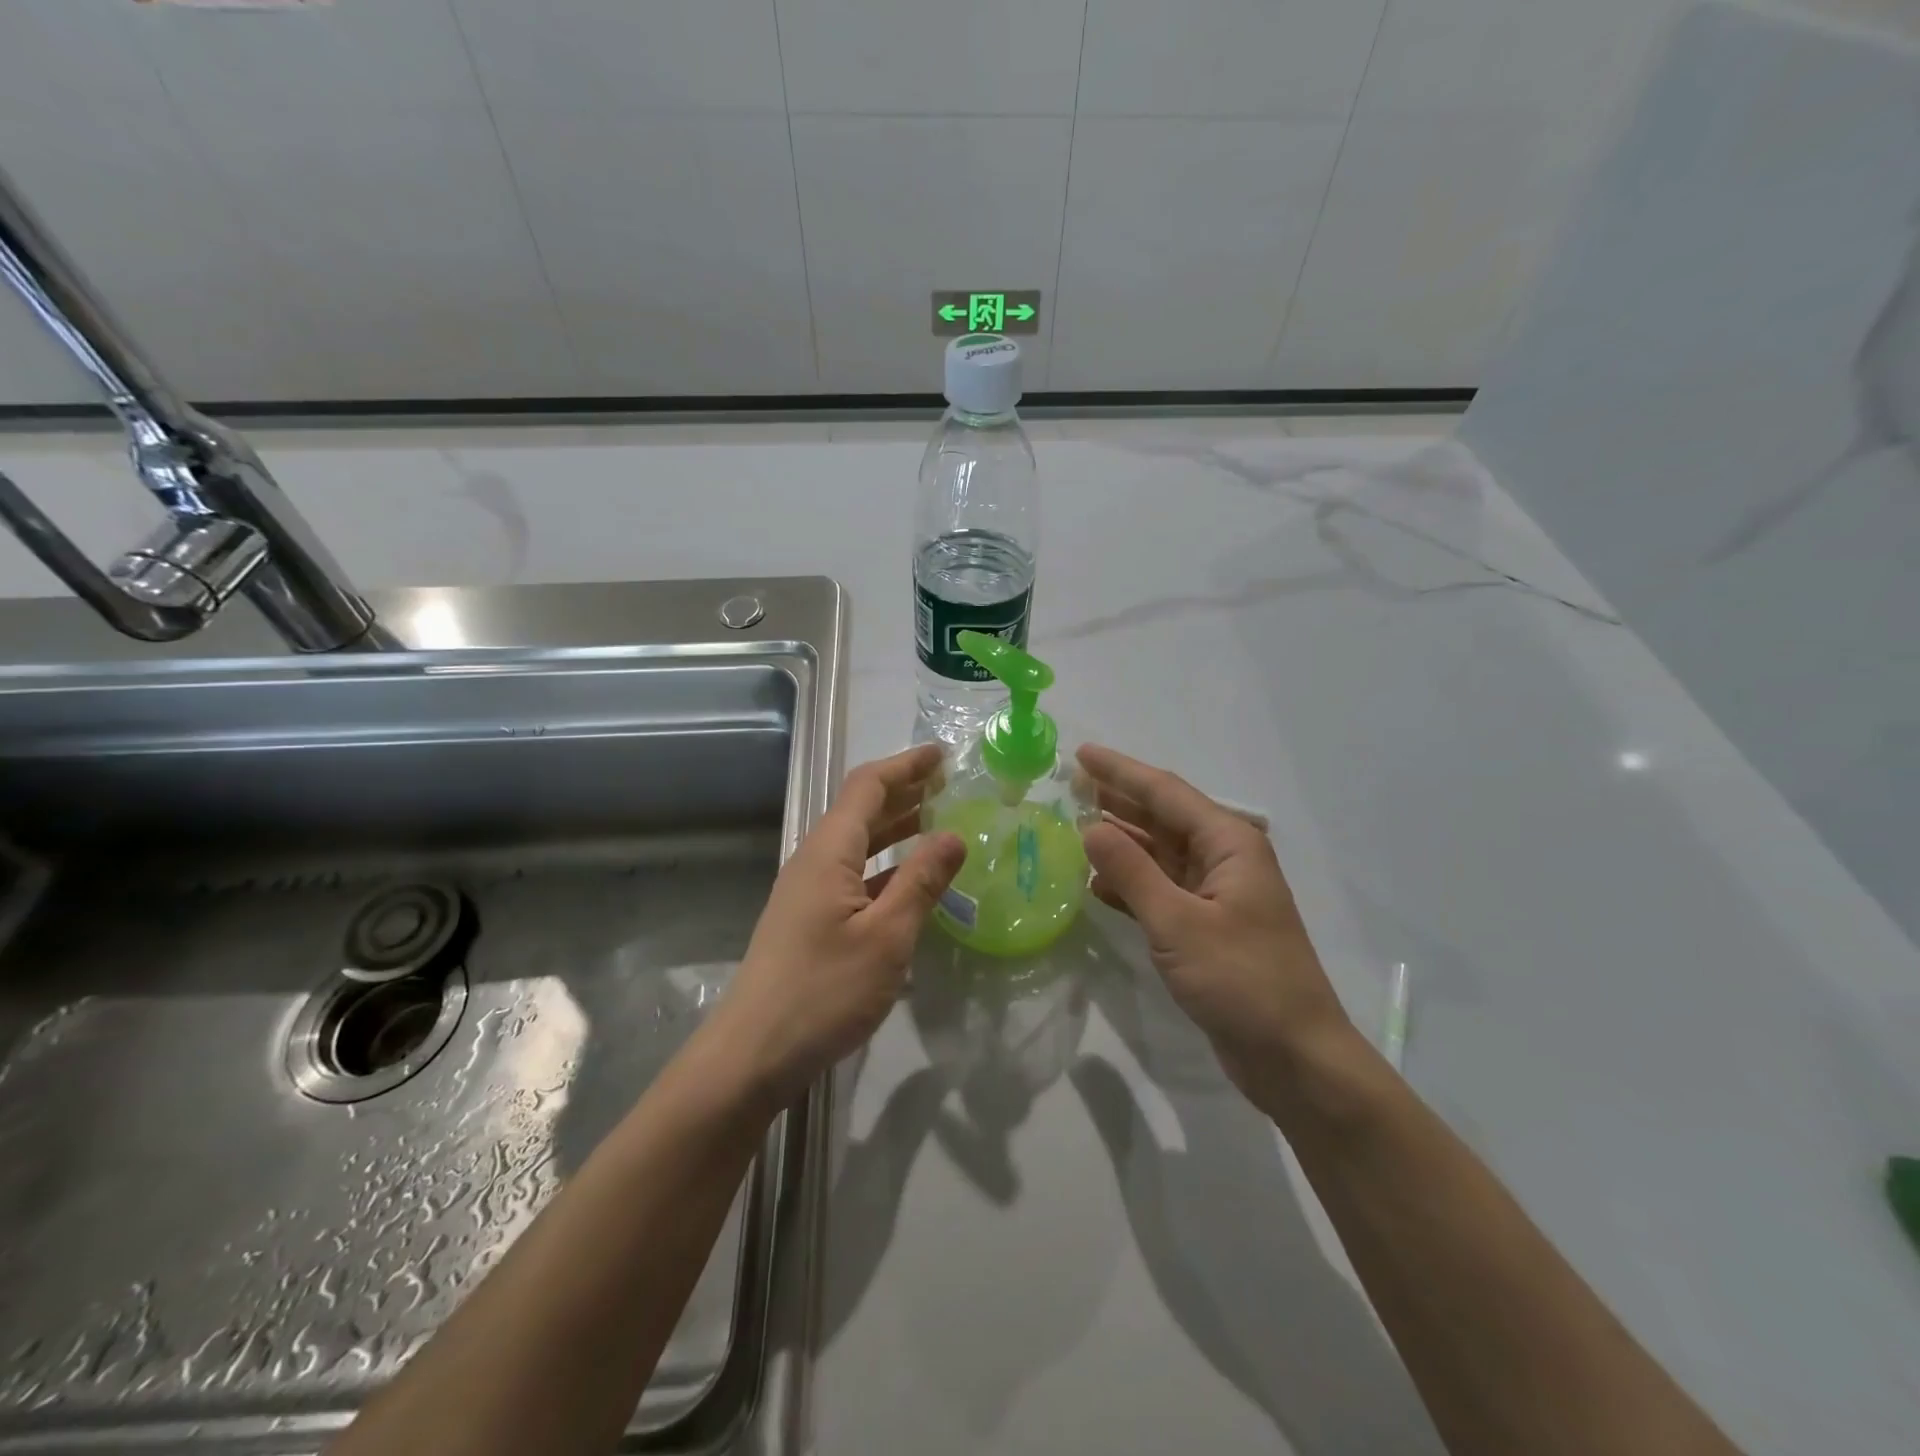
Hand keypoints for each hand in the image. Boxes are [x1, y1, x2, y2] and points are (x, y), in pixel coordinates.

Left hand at [709, 745, 964, 1107]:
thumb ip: (921, 881)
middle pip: (860, 810)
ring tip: (937, 822)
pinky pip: (853, 876)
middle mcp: (814, 861)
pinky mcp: (810, 921)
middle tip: (948, 784)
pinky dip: (885, 867)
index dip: (905, 766)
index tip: (943, 755)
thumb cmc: (823, 991)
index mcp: (828, 852)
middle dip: (903, 791)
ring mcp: (808, 892)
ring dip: (895, 828)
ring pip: (857, 845)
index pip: (867, 787)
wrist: (753, 1054)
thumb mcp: (886, 936)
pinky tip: (911, 883)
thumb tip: (954, 835)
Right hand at [1077, 744, 1354, 1103]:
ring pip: (1160, 853)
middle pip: (1164, 816)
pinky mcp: (1207, 926)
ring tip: (1076, 822)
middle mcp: (1225, 859)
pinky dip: (1130, 882)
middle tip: (1071, 783)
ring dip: (1121, 839)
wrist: (1294, 1057)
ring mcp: (1216, 894)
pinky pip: (1161, 889)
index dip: (1120, 771)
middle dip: (1119, 798)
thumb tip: (1090, 826)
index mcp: (1229, 844)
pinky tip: (1097, 882)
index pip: (1165, 792)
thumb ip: (1132, 872)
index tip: (1081, 754)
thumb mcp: (1178, 923)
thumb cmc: (1241, 981)